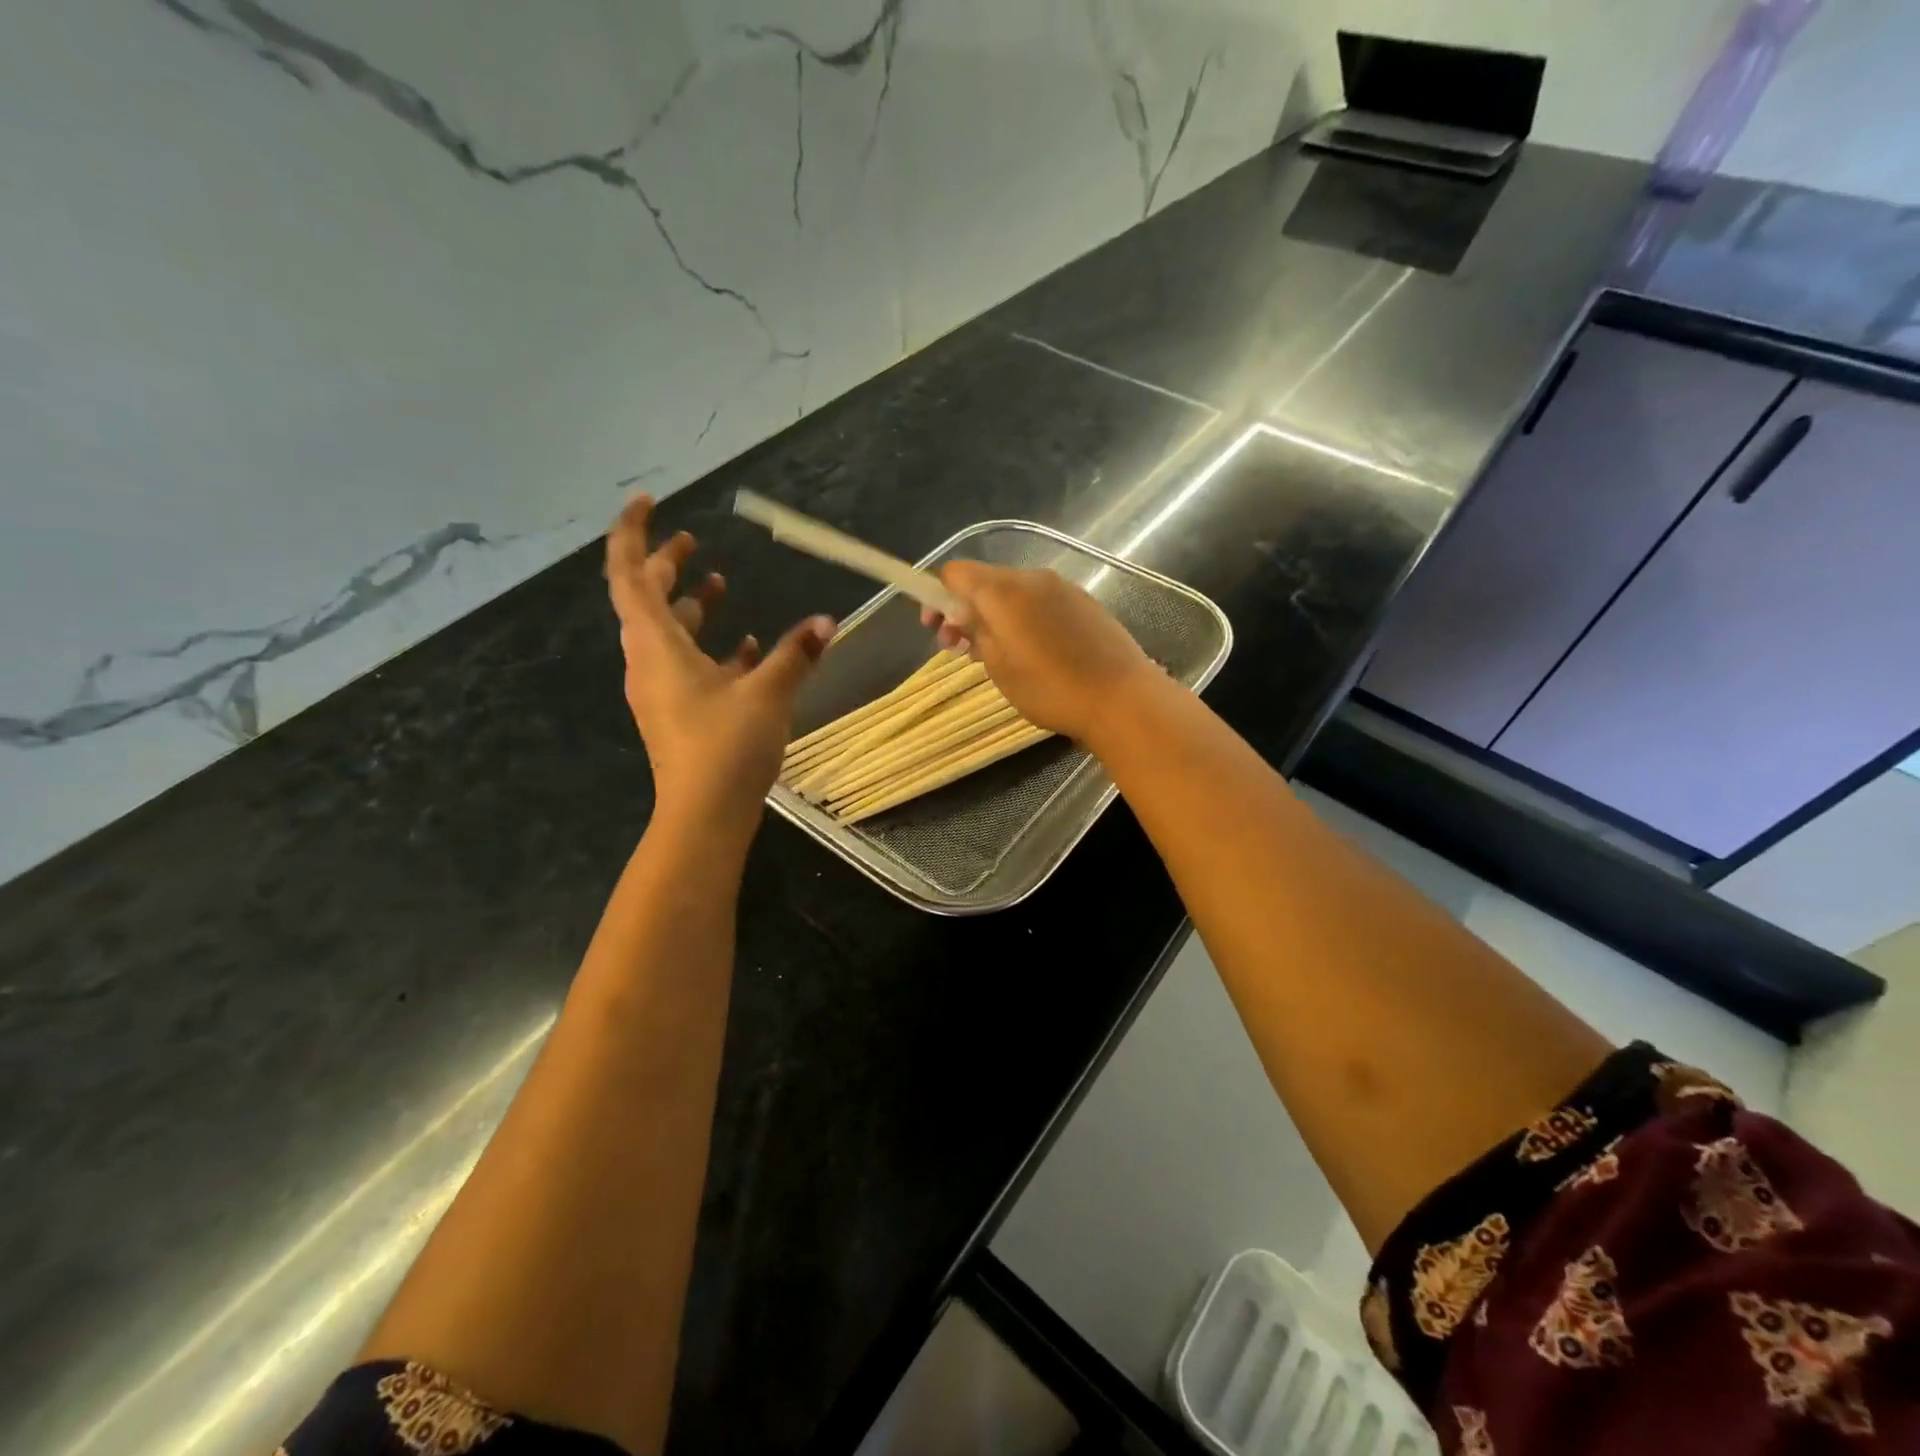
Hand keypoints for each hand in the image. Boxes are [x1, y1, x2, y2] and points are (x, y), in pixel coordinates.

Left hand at [607, 496, 833, 839]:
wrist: (704, 816)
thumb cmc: (725, 746)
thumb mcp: (767, 694)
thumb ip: (795, 654)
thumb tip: (826, 622)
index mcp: (656, 646)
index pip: (627, 575)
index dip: (632, 533)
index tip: (648, 502)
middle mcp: (648, 662)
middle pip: (645, 600)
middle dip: (665, 566)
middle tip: (692, 542)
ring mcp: (661, 690)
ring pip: (667, 634)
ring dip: (688, 607)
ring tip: (717, 584)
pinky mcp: (678, 713)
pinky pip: (686, 666)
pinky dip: (708, 647)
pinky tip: (743, 647)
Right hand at [920, 560, 1157, 743]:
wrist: (1121, 697)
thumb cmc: (1051, 688)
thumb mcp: (999, 667)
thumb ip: (975, 633)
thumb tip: (963, 615)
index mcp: (1003, 591)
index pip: (956, 573)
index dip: (938, 596)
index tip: (936, 628)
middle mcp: (1032, 577)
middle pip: (985, 581)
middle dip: (965, 609)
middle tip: (959, 649)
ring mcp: (1062, 587)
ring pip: (1013, 591)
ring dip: (994, 615)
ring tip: (995, 653)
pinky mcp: (1084, 602)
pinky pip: (1040, 601)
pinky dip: (1023, 617)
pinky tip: (1031, 650)